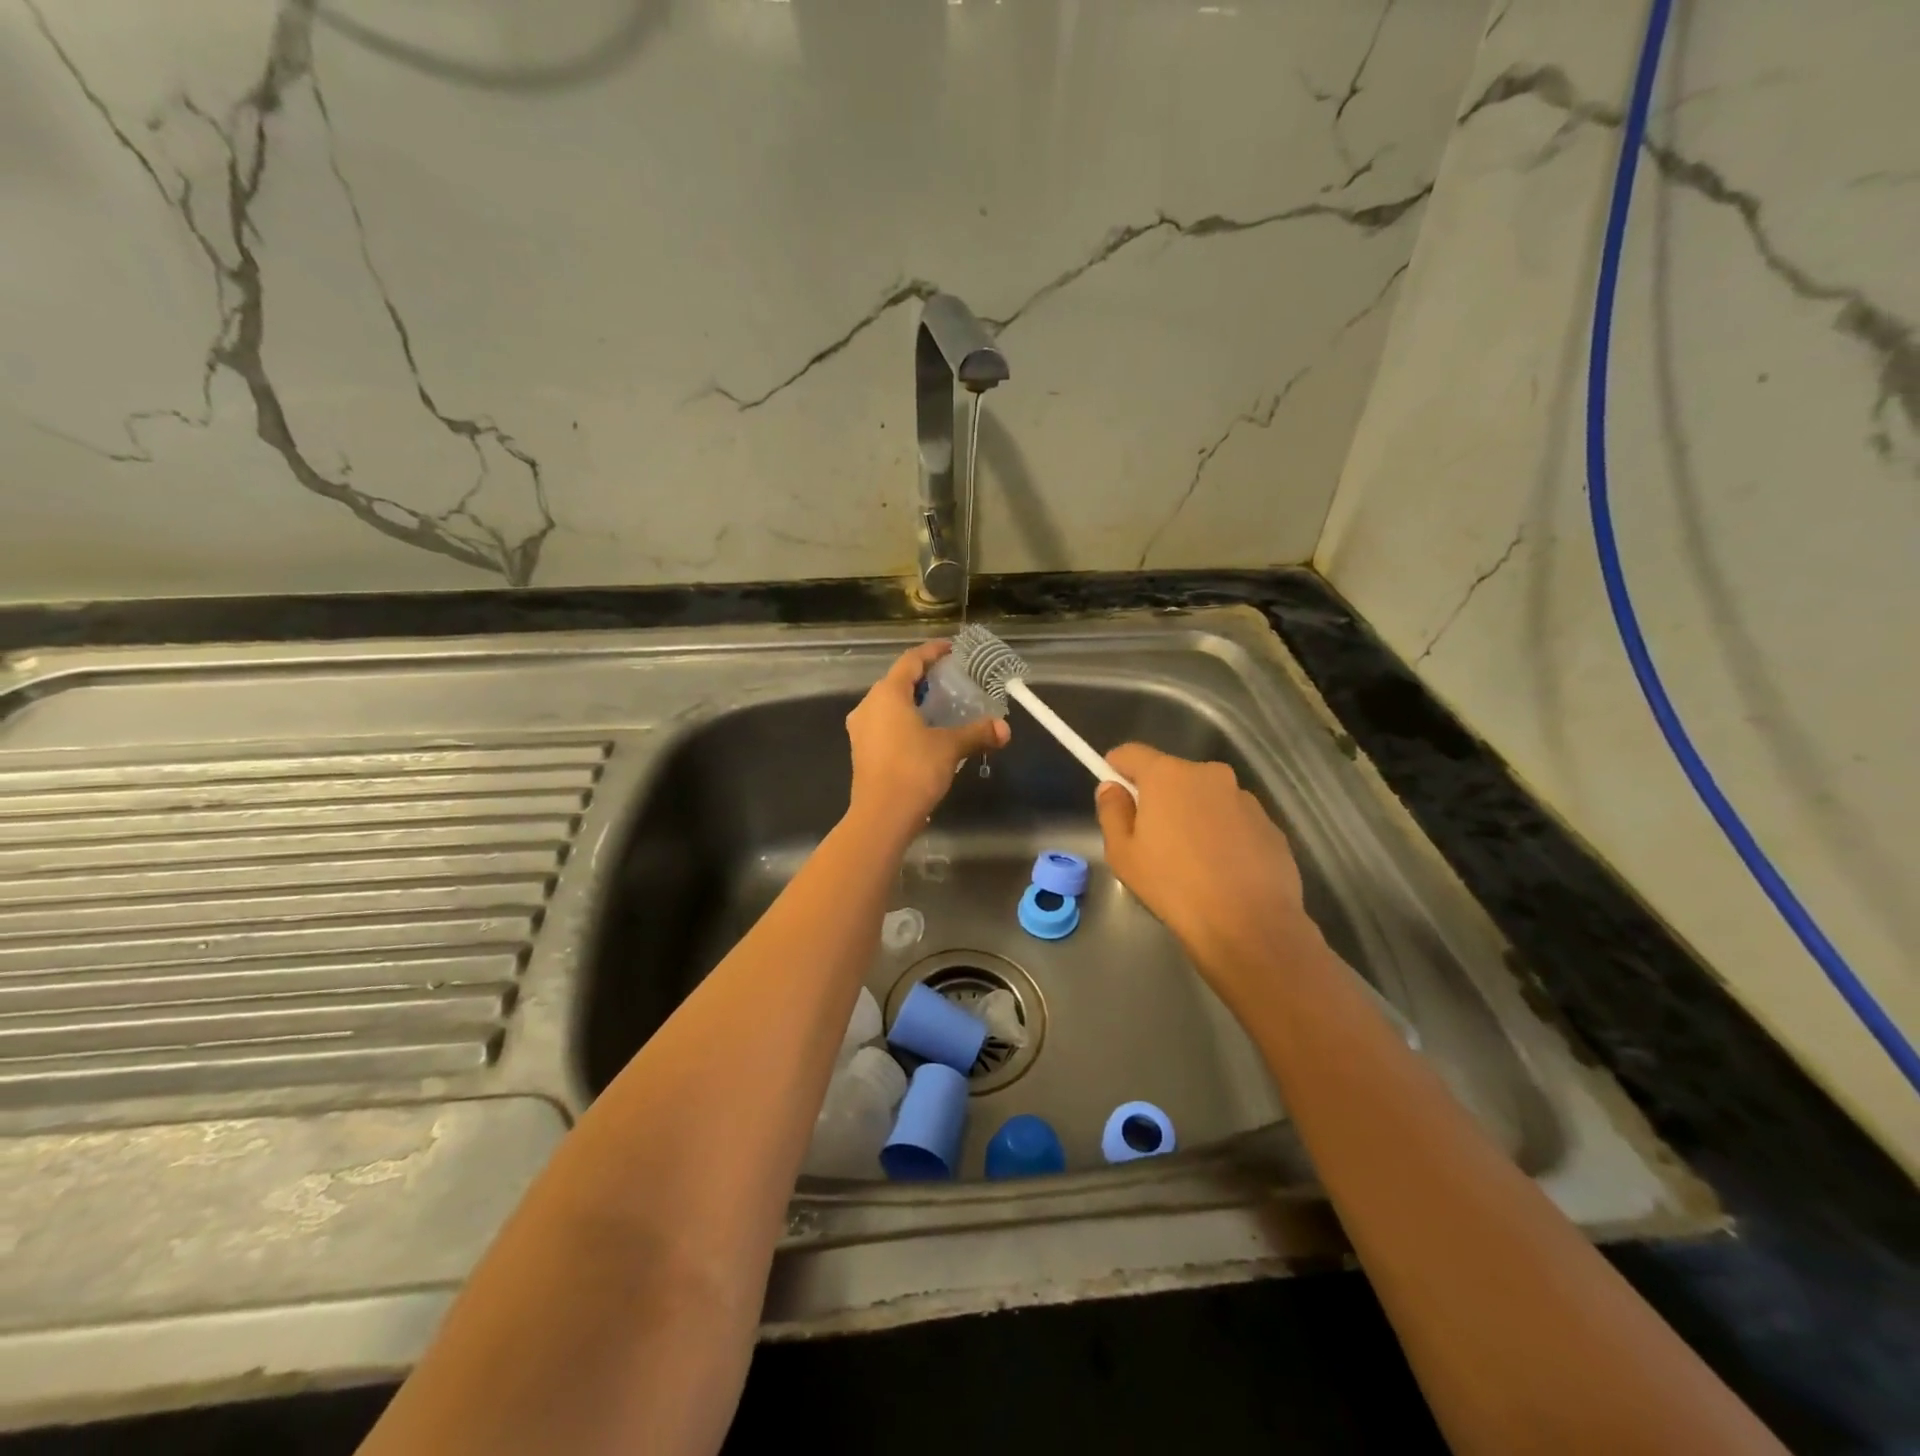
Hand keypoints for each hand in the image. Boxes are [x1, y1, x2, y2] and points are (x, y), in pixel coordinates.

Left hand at [846, 642, 1008, 840]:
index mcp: (887, 694)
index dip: (932, 652)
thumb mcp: (950, 748)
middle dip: (925, 678)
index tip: (952, 649)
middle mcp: (868, 705)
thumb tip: (1005, 729)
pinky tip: (925, 732)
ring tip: (941, 706)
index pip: (911, 661)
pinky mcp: (862, 750)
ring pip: (890, 704)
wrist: (881, 816)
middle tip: (952, 679)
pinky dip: (905, 720)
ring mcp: (861, 729)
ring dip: (914, 701)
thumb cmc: (914, 770)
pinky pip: (885, 723)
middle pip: (898, 681)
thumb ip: (977, 733)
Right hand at [1095, 744, 1317, 1003]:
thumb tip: (1112, 788)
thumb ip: (1112, 812)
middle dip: (1158, 798)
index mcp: (1168, 775)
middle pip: (1171, 775)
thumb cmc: (1174, 886)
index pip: (1132, 753)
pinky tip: (1221, 871)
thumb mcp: (1123, 854)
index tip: (1113, 793)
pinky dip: (1223, 835)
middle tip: (1150, 839)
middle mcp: (1209, 774)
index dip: (1116, 768)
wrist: (1249, 925)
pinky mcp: (1269, 824)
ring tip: (1191, 862)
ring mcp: (1244, 798)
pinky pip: (1233, 820)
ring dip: (1193, 816)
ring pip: (1205, 798)